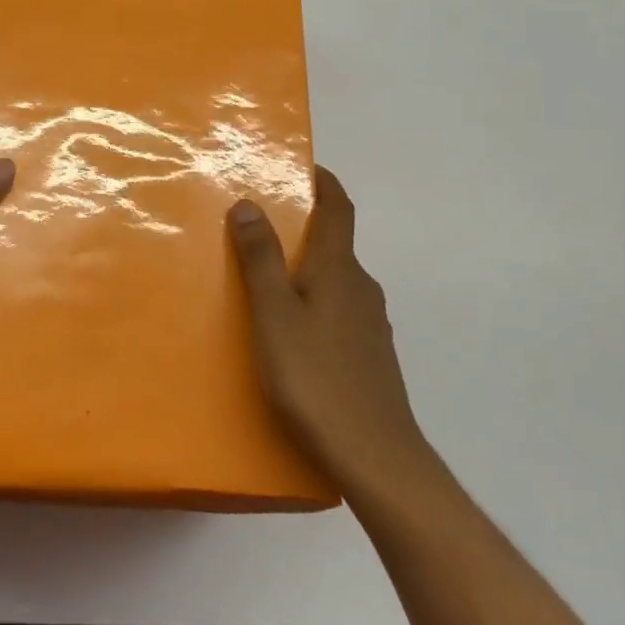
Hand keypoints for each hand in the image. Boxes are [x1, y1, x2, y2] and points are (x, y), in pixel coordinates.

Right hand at [227, 167, 426, 491]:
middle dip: (304, 228)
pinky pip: (339, 311)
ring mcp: (371, 324)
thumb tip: (249, 203)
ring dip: (308, 269)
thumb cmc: (316, 378)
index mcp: (339, 270)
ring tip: (267, 281)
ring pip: (336, 281)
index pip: (339, 209)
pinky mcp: (371, 356)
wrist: (376, 457)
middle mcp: (361, 288)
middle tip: (261, 228)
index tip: (304, 167)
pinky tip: (292, 333)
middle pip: (335, 244)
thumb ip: (261, 259)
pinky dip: (315, 302)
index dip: (325, 183)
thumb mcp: (274, 315)